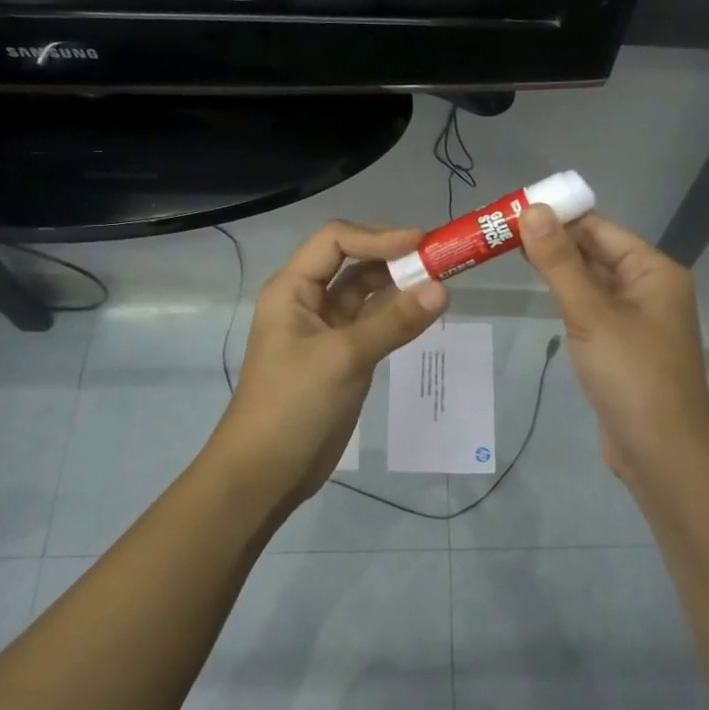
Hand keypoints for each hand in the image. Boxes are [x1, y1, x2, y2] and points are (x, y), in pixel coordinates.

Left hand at [206, 221, 448, 509]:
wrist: (266, 472)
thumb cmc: (293, 405)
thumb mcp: (344, 358)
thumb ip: (394, 322)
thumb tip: (443, 289)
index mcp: (293, 289)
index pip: (336, 241)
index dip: (378, 237)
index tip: (422, 243)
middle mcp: (307, 301)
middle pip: (352, 262)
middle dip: (393, 257)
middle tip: (439, 259)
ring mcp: (325, 330)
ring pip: (366, 293)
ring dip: (398, 284)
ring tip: (440, 281)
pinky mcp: (342, 356)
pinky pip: (373, 323)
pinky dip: (397, 315)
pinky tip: (424, 312)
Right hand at [517, 206, 708, 487]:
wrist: (661, 451)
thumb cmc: (631, 374)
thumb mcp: (591, 313)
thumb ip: (559, 262)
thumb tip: (532, 209)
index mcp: (653, 270)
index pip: (599, 228)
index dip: (557, 216)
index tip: (510, 211)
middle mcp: (648, 287)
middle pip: (595, 252)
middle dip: (552, 242)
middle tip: (498, 233)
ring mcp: (636, 318)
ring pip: (591, 281)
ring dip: (557, 269)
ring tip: (507, 254)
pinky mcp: (621, 345)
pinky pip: (591, 309)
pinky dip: (566, 297)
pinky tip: (538, 293)